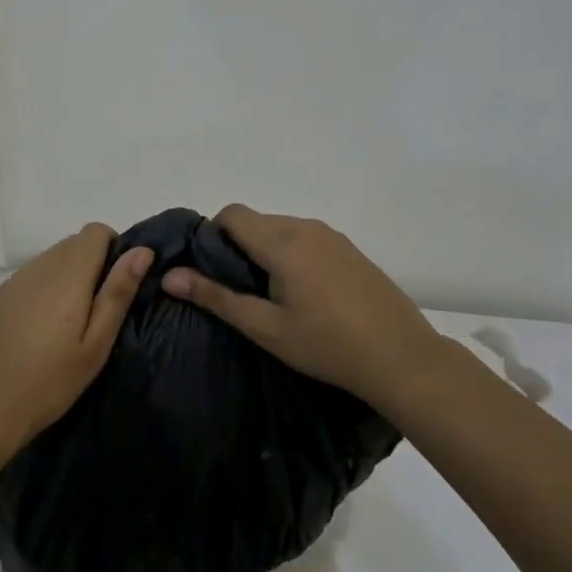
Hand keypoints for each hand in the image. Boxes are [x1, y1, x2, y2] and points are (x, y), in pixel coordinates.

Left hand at [0, 224, 153, 454]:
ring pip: (54, 258)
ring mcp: (16, 279)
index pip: (96, 231)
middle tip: (100, 313)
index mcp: (67, 273)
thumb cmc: (50, 381)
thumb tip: (142, 251)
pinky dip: (48, 288)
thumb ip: (117, 292)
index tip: (118, 288)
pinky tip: (45, 328)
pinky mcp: (0, 295)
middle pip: (75, 243)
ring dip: (71, 276)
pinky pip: (34, 276)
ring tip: (73, 324)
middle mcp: (40, 265)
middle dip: (95, 265)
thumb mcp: (96, 343)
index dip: (115, 250)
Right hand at [162, 204, 457, 407]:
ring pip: (281, 228)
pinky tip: (305, 295)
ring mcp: (332, 236)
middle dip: (238, 246)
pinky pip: (306, 238)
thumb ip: (216, 297)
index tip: (214, 271)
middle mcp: (306, 228)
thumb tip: (169, 276)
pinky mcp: (350, 249)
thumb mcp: (265, 327)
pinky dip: (292, 254)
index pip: (232, 213)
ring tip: (273, 296)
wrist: (402, 358)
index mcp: (282, 242)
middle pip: (256, 220)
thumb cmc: (326, 345)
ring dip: (266, 250)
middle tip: (240, 291)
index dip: (213, 235)